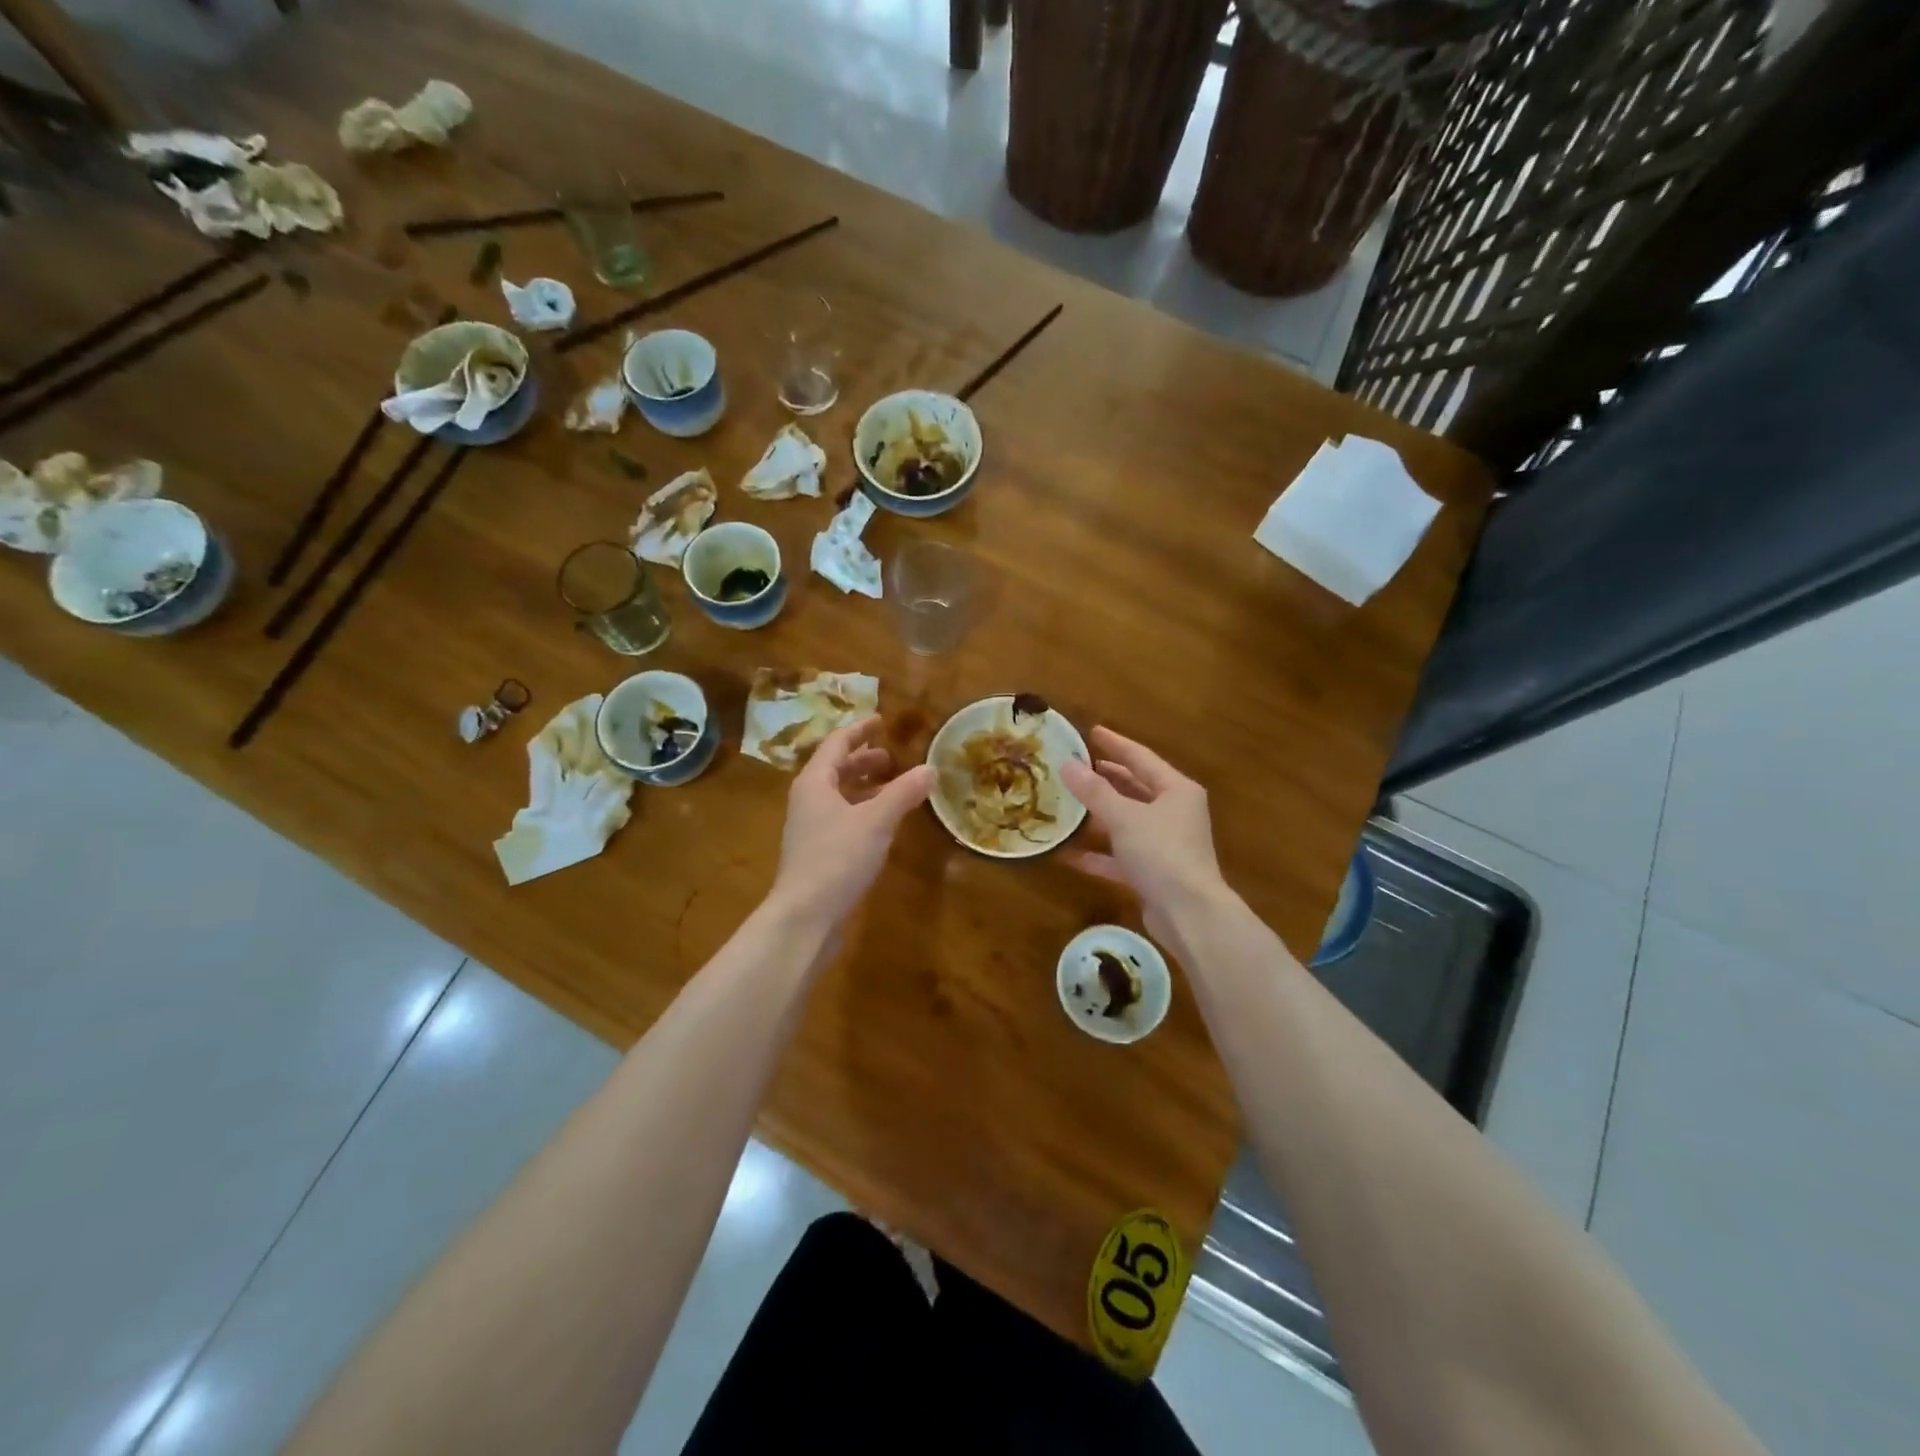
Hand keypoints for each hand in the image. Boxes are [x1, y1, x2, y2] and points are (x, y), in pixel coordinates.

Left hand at [769, 716, 935, 929]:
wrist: (805, 916)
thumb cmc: (837, 859)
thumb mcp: (876, 821)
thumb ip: (903, 793)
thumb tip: (931, 768)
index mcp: (815, 782)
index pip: (837, 743)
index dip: (860, 730)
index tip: (881, 721)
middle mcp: (808, 799)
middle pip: (836, 769)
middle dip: (864, 760)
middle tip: (893, 758)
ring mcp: (810, 827)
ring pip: (839, 795)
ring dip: (865, 787)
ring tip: (894, 787)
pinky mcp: (818, 852)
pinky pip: (842, 818)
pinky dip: (863, 810)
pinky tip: (883, 823)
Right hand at [1061, 727, 1226, 940]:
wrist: (1189, 914)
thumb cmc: (1161, 853)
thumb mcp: (1124, 817)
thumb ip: (1094, 791)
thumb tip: (1067, 764)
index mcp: (1176, 790)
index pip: (1141, 757)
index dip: (1115, 743)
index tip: (1091, 732)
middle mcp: (1174, 813)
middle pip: (1135, 789)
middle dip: (1105, 779)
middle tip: (1075, 767)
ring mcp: (1165, 844)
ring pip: (1127, 822)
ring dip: (1099, 816)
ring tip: (1067, 804)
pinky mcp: (1154, 873)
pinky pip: (1121, 856)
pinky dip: (1099, 854)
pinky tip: (1069, 854)